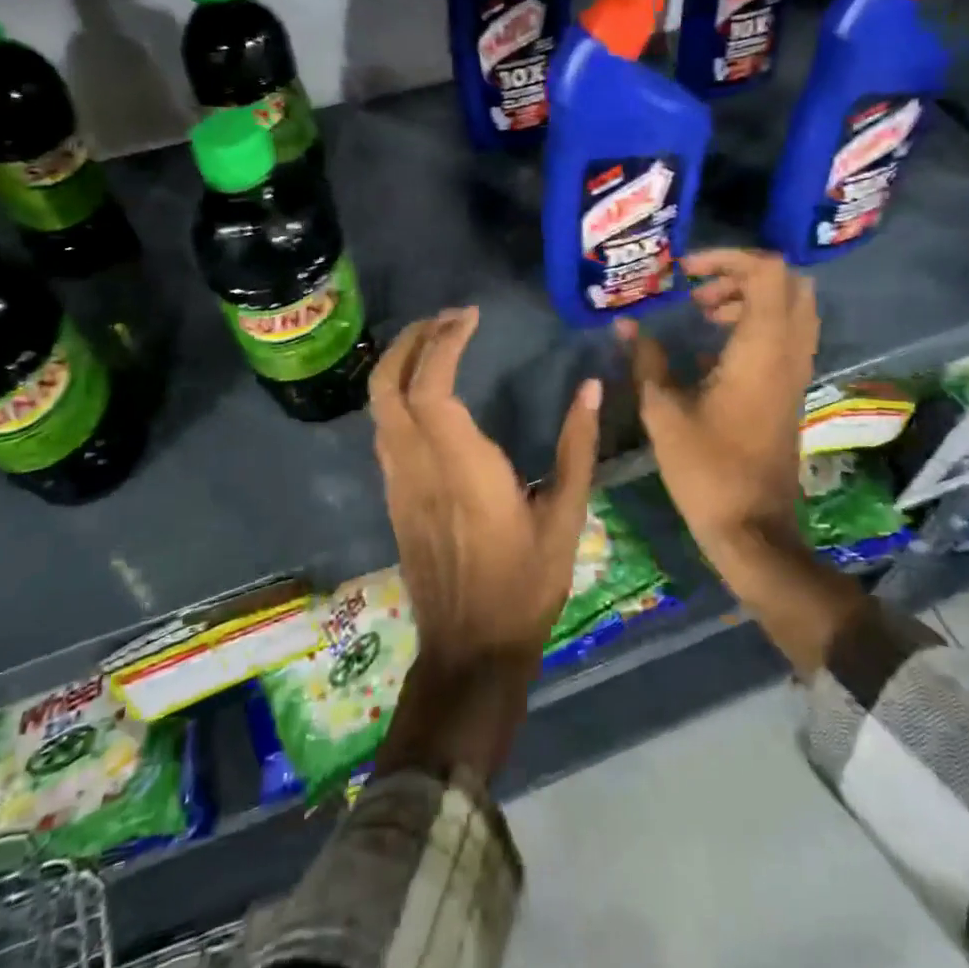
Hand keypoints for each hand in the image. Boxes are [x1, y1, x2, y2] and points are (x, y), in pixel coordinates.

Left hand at [372, 306, 601, 673]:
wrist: (470, 649)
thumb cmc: (525, 586)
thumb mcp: (565, 518)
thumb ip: (577, 448)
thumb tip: (590, 389)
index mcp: (462, 469)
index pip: (431, 388)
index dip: (443, 343)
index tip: (470, 317)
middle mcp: (419, 467)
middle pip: (387, 386)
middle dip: (410, 340)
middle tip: (447, 318)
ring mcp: (399, 482)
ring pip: (378, 406)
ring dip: (400, 363)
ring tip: (437, 342)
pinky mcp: (393, 496)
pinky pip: (384, 428)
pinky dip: (398, 393)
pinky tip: (428, 391)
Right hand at [619, 250, 863, 674]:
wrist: (752, 527)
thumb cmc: (706, 468)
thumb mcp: (663, 411)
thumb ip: (646, 360)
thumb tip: (625, 325)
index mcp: (761, 349)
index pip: (768, 272)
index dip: (728, 258)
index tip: (686, 273)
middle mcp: (787, 352)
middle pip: (788, 283)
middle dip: (742, 274)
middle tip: (699, 293)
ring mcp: (795, 372)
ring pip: (791, 309)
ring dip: (750, 299)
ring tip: (703, 315)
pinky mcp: (790, 390)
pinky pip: (785, 336)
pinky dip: (756, 324)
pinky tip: (711, 349)